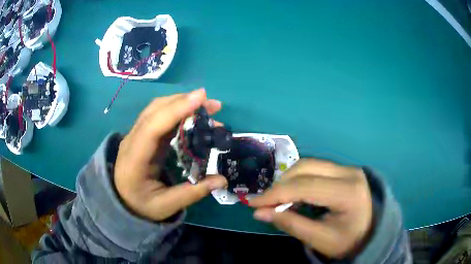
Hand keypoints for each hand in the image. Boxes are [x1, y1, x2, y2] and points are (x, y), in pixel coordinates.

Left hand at [114, 89, 226, 220]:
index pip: (152, 127)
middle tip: (213, 105)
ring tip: (207, 107)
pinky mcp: (142, 135)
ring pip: (156, 109)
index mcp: (134, 160)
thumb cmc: (141, 205)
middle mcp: (132, 141)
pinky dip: (177, 110)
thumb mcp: (166, 206)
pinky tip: (193, 114)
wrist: (122, 201)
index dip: (175, 110)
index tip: (200, 99)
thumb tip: (222, 179)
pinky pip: (159, 116)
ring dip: (182, 103)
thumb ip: (193, 193)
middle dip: (184, 102)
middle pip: (154, 111)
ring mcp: (136, 135)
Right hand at [249, 159, 372, 258]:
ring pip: (308, 164)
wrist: (371, 232)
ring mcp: (347, 168)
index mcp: (348, 192)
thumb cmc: (348, 240)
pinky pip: (315, 168)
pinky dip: (298, 180)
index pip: (305, 187)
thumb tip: (259, 213)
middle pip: (305, 168)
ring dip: (288, 180)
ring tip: (278, 200)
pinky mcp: (343, 170)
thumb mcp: (320, 239)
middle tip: (265, 203)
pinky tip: (293, 195)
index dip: (275, 194)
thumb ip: (290, 224)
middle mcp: (349, 173)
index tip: (252, 203)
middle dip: (280, 185)